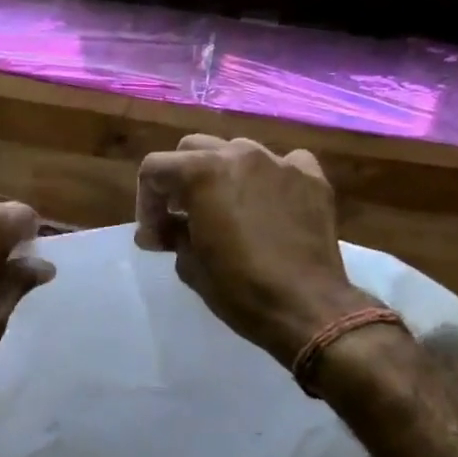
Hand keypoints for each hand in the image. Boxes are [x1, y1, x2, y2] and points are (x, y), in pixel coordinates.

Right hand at [136, 136, 365, 366]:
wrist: (306, 307)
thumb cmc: (239, 289)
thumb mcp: (190, 265)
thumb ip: (170, 235)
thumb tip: (160, 231)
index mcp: (203, 172)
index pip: (155, 168)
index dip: (145, 203)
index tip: (153, 235)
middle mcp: (240, 155)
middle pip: (193, 149)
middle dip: (179, 180)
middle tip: (180, 217)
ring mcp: (280, 163)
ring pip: (237, 151)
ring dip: (221, 175)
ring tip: (223, 209)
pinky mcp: (312, 179)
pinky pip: (282, 164)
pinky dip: (267, 179)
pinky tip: (267, 205)